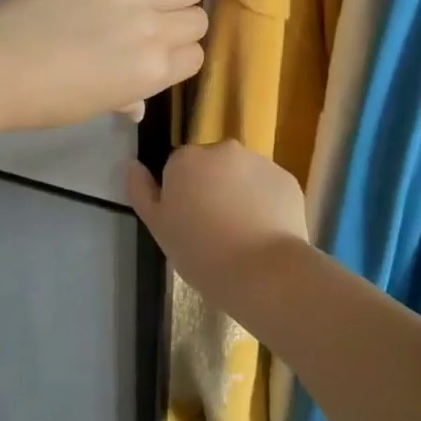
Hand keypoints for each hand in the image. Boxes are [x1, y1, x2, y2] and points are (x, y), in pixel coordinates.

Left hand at [0, 0, 208, 129]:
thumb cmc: (45, 97)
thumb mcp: (94, 107)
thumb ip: (127, 100)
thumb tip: (138, 107)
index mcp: (153, 74)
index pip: (194, 57)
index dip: (181, 53)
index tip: (163, 49)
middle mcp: (154, 34)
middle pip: (196, 20)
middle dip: (184, 22)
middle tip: (159, 20)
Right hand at [127, 141, 309, 306]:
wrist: (263, 271)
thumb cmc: (201, 252)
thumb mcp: (158, 228)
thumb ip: (142, 192)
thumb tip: (133, 165)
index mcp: (187, 158)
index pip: (178, 167)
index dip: (182, 194)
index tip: (188, 222)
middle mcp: (224, 149)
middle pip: (212, 166)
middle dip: (212, 187)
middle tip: (214, 228)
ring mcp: (260, 161)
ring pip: (242, 175)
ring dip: (239, 193)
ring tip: (242, 233)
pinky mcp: (287, 179)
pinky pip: (269, 187)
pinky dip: (266, 203)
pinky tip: (264, 232)